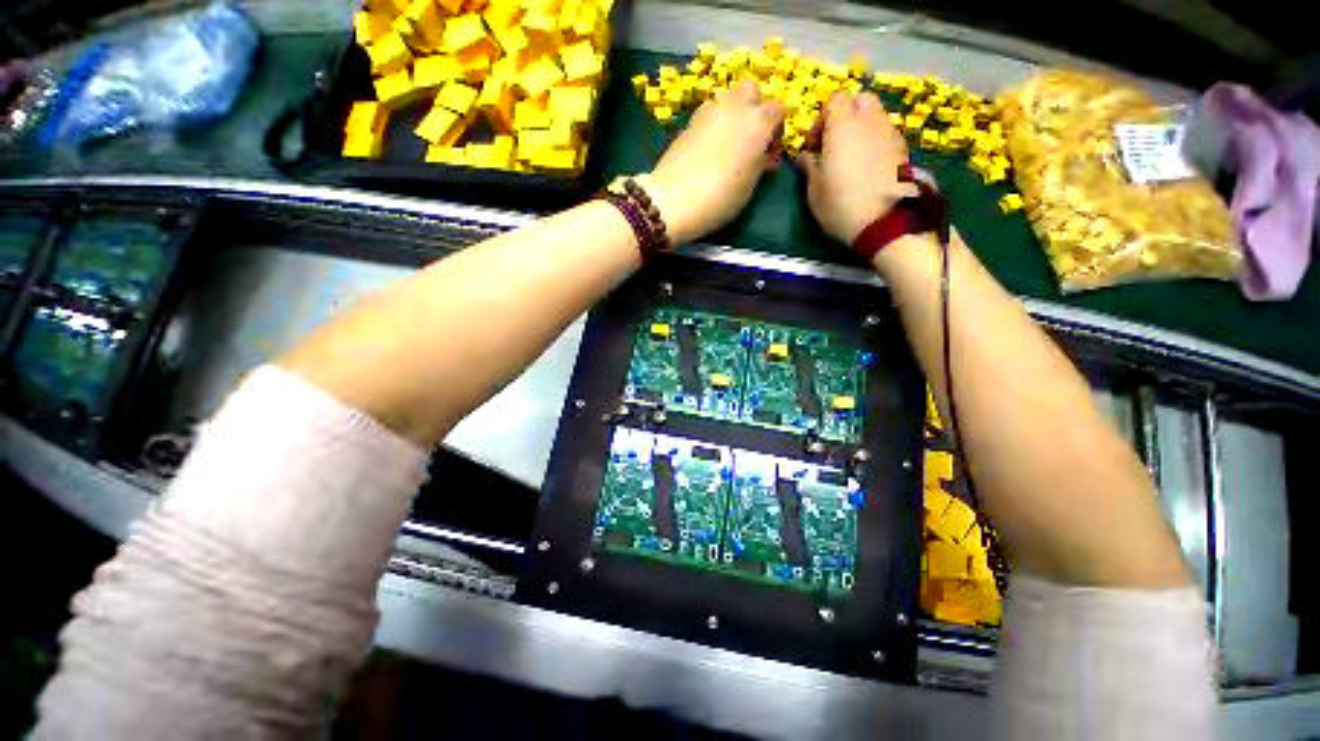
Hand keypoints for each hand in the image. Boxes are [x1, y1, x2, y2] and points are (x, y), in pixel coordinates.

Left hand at [645, 81, 784, 244]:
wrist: (673, 201)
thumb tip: (764, 155)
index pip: (778, 110)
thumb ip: (760, 165)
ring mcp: (708, 111)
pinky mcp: (688, 121)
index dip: (776, 129)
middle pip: (751, 91)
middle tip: (749, 138)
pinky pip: (708, 114)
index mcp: (758, 123)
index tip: (770, 151)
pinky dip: (713, 124)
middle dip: (754, 108)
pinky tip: (707, 148)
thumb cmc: (719, 199)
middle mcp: (735, 107)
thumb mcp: (749, 188)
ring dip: (732, 114)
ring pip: (727, 99)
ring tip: (726, 143)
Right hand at [797, 93, 919, 244]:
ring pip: (875, 115)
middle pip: (859, 100)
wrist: (884, 221)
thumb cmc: (841, 204)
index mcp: (843, 127)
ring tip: (851, 156)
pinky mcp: (903, 149)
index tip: (814, 145)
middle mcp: (869, 121)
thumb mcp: (814, 190)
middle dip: (845, 115)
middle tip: (834, 142)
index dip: (821, 119)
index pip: (834, 100)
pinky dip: (875, 141)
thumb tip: (804, 156)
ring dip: (861, 128)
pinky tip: (867, 167)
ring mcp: (890, 133)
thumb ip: (808, 166)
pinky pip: (885, 133)